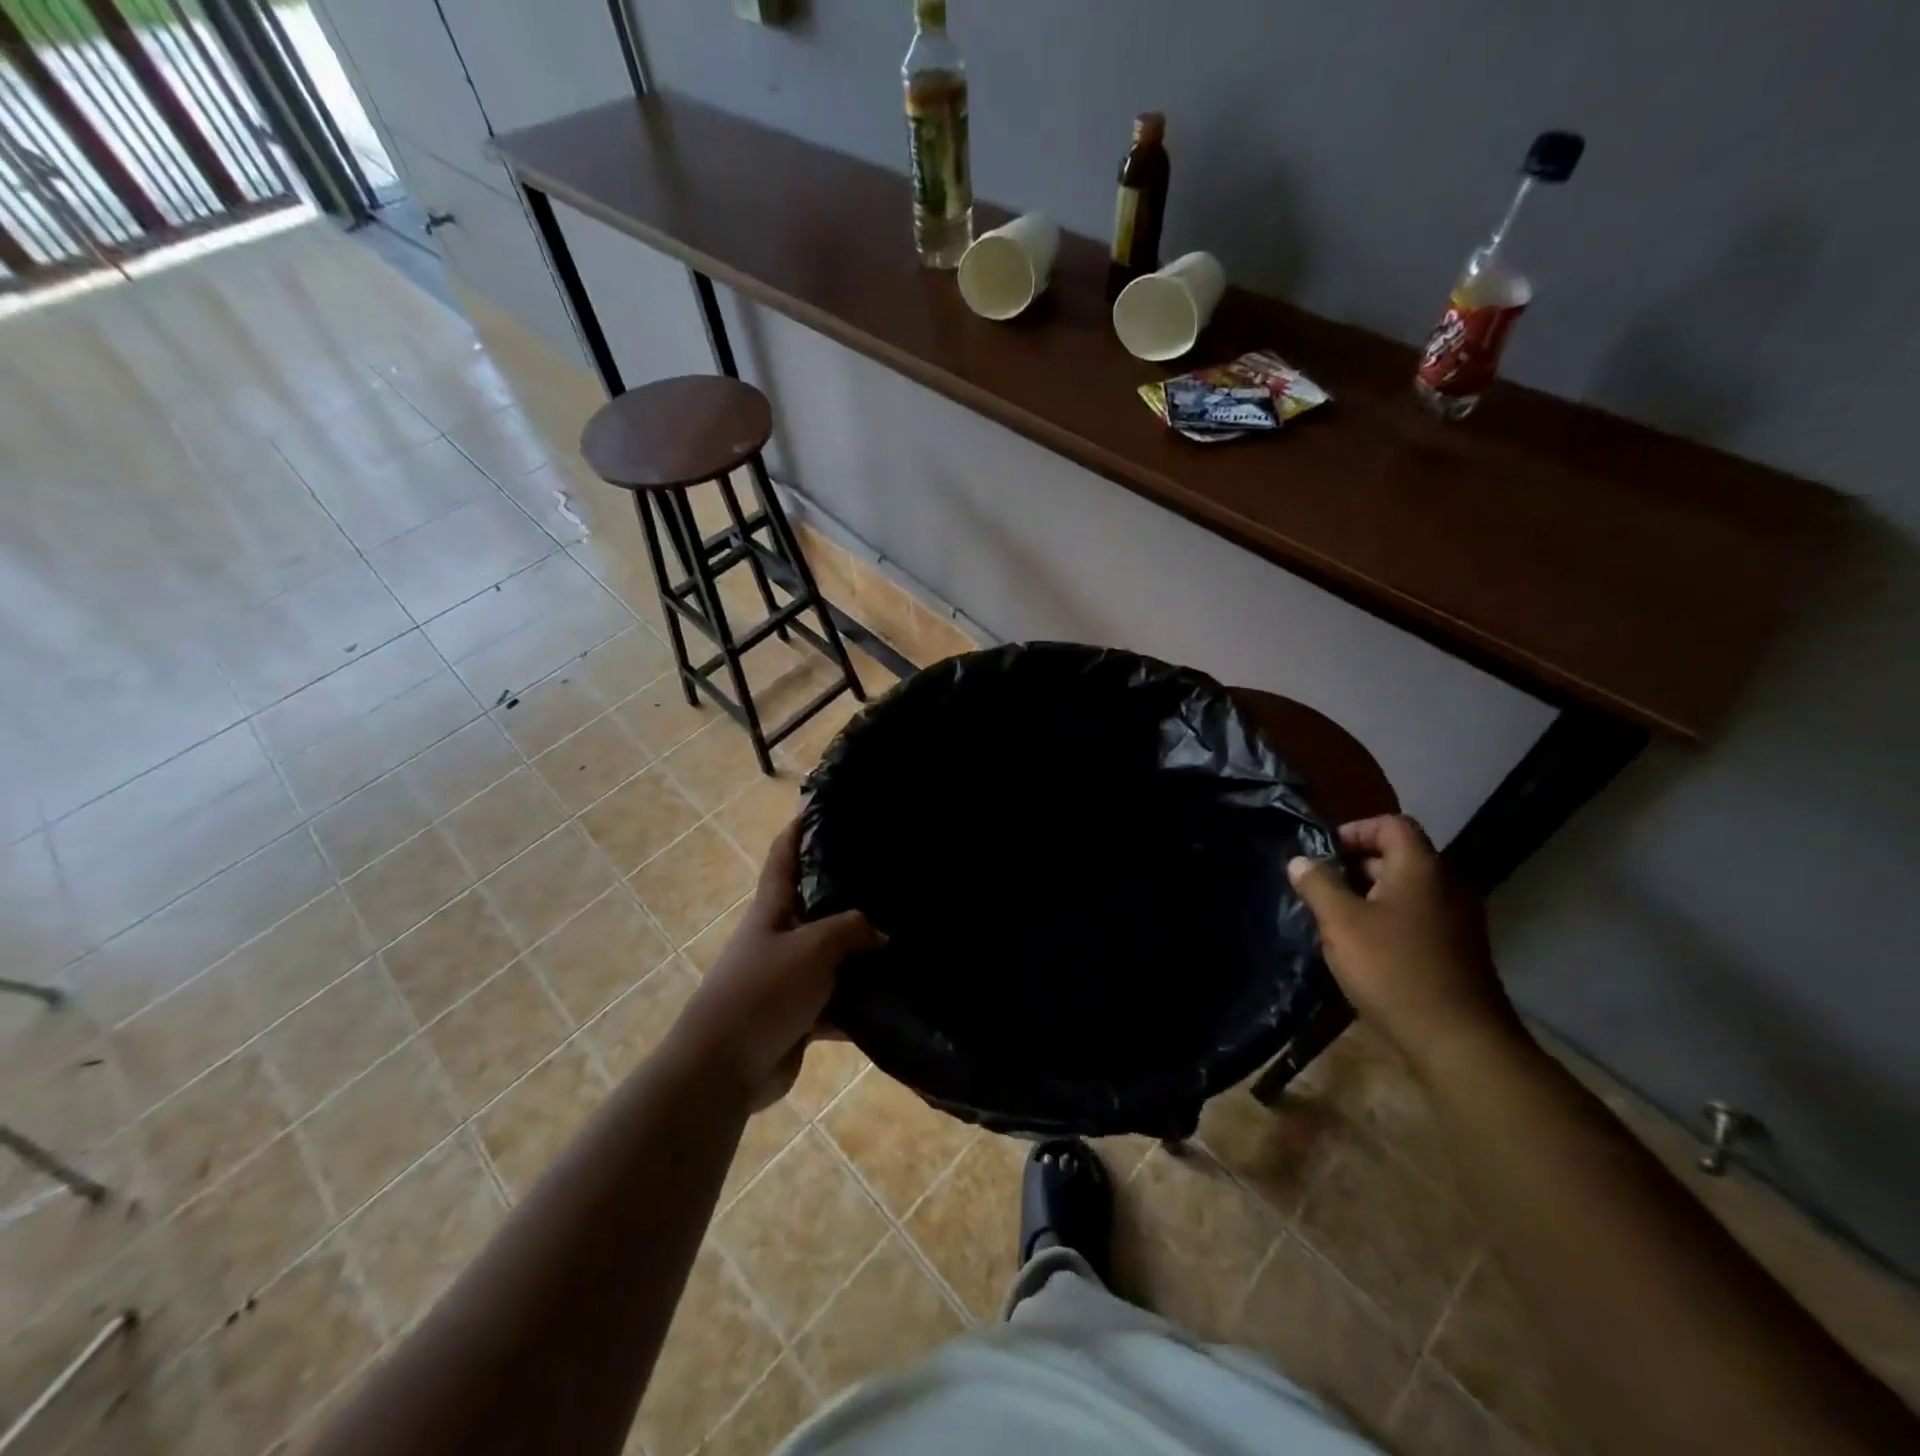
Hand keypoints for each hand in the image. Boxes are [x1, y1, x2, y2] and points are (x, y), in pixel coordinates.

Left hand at [678, 820, 883, 1108]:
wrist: (725, 1068)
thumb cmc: (762, 992)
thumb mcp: (812, 948)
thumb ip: (850, 930)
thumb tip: (882, 932)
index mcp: (772, 909)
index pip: (784, 856)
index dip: (800, 829)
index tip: (824, 806)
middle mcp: (780, 937)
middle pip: (816, 905)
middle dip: (849, 891)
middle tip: (891, 876)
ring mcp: (790, 978)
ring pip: (834, 956)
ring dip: (862, 952)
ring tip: (907, 935)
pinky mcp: (801, 1015)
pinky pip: (839, 1000)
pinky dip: (861, 1001)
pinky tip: (897, 995)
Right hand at [1287, 815, 1514, 1068]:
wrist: (1458, 1040)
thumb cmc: (1393, 969)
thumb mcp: (1340, 922)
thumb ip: (1317, 885)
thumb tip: (1300, 861)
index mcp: (1421, 868)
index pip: (1391, 824)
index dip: (1355, 830)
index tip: (1323, 854)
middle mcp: (1446, 885)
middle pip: (1398, 856)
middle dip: (1355, 865)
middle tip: (1320, 886)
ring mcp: (1458, 919)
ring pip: (1406, 890)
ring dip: (1369, 895)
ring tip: (1334, 917)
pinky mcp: (1458, 949)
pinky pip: (1418, 917)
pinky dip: (1388, 919)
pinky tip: (1362, 947)